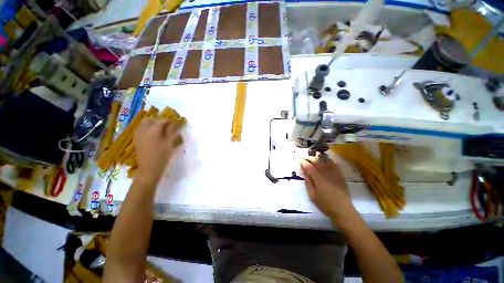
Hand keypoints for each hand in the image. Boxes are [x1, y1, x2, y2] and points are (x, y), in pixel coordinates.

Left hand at [134, 119, 180, 180]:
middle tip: (167, 127)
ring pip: (144, 125)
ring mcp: (138, 135)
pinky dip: (148, 130)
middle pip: (150, 120)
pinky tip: (154, 136)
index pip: (162, 121)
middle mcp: (143, 130)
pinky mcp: (137, 140)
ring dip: (153, 125)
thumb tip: (177, 124)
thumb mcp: (169, 143)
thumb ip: (173, 132)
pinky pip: (142, 130)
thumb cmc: (162, 156)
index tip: (176, 124)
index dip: (170, 121)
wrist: (149, 168)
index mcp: (153, 130)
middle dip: (159, 121)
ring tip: (161, 131)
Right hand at [300, 154, 353, 221]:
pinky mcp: (340, 175)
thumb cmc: (325, 204)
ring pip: (325, 162)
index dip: (304, 163)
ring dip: (318, 158)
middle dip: (310, 158)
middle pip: (317, 162)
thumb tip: (304, 172)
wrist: (343, 210)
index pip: (310, 167)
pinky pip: (334, 164)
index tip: (300, 160)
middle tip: (305, 158)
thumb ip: (308, 182)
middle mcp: (327, 174)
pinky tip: (325, 160)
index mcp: (319, 179)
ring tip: (313, 157)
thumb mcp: (312, 195)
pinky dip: (328, 161)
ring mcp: (335, 174)